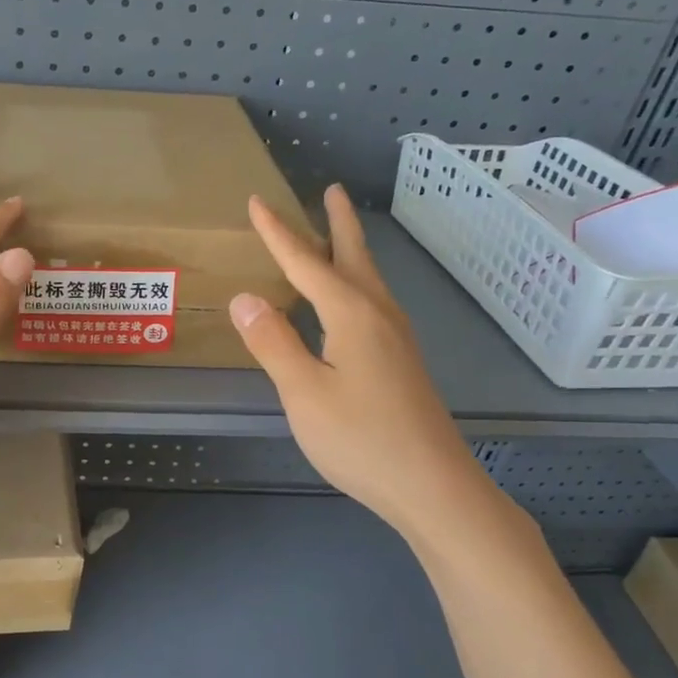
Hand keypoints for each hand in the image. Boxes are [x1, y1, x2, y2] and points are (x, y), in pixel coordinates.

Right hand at [229, 185, 506, 545]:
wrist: (433, 486)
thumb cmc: (362, 439)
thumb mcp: (304, 393)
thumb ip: (273, 343)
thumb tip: (244, 297)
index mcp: (351, 314)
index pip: (306, 263)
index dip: (278, 232)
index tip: (258, 201)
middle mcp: (378, 315)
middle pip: (354, 257)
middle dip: (338, 224)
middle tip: (332, 191)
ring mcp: (396, 339)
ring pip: (368, 280)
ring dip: (350, 251)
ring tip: (336, 236)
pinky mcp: (401, 362)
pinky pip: (372, 303)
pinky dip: (355, 283)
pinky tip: (349, 303)